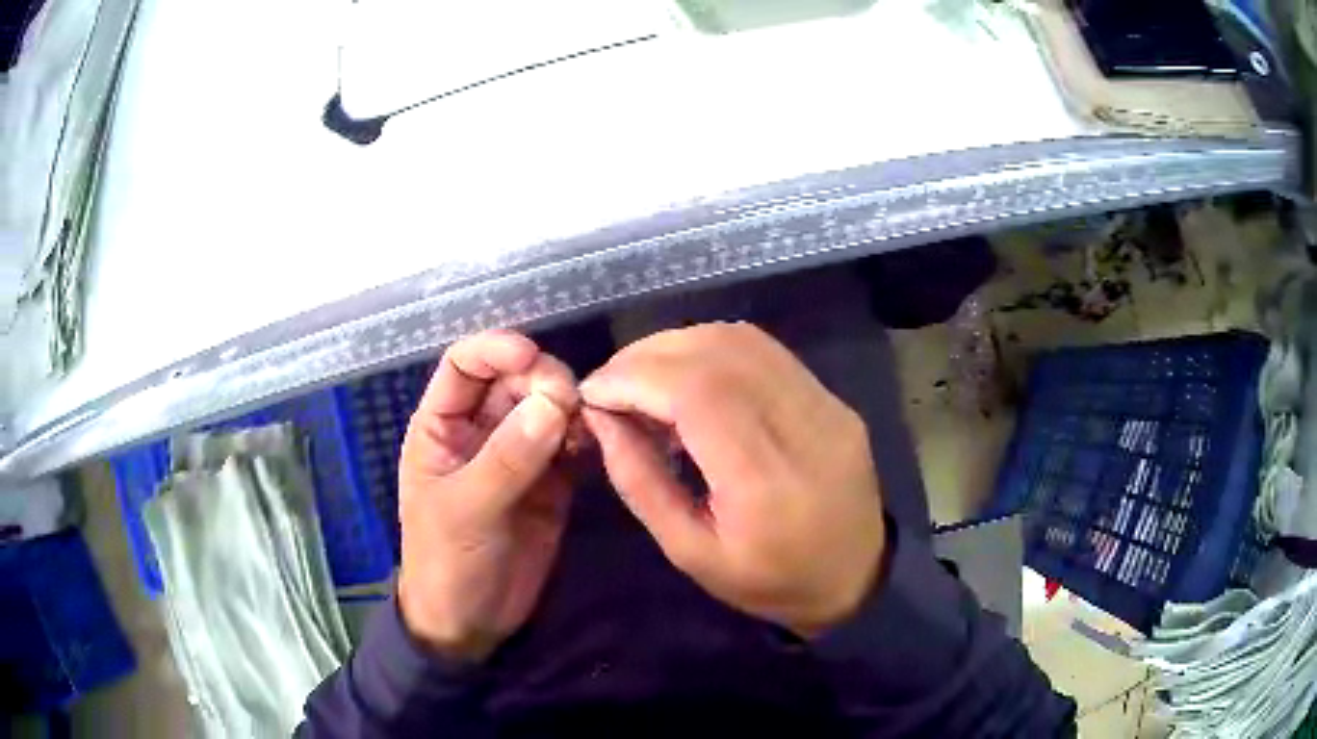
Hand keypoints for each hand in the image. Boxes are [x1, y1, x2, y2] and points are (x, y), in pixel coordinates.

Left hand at [397, 330, 577, 662]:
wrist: (471, 624)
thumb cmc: (446, 563)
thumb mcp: (464, 512)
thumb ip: (506, 460)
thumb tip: (553, 404)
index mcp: (442, 427)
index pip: (464, 365)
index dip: (495, 349)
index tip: (531, 355)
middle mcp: (480, 430)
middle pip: (514, 381)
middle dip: (542, 380)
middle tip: (569, 401)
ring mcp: (518, 455)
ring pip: (547, 409)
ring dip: (571, 407)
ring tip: (590, 423)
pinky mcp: (552, 482)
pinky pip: (572, 445)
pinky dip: (588, 437)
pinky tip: (602, 441)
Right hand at [581, 323, 885, 637]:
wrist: (858, 578)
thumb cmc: (770, 583)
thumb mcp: (691, 553)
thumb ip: (641, 482)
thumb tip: (601, 418)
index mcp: (765, 483)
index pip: (697, 394)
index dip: (635, 378)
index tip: (593, 392)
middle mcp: (803, 428)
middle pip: (717, 354)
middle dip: (648, 356)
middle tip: (611, 383)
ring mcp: (826, 405)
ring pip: (741, 341)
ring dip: (678, 346)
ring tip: (642, 378)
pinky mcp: (832, 398)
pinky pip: (765, 352)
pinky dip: (712, 350)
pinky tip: (688, 377)